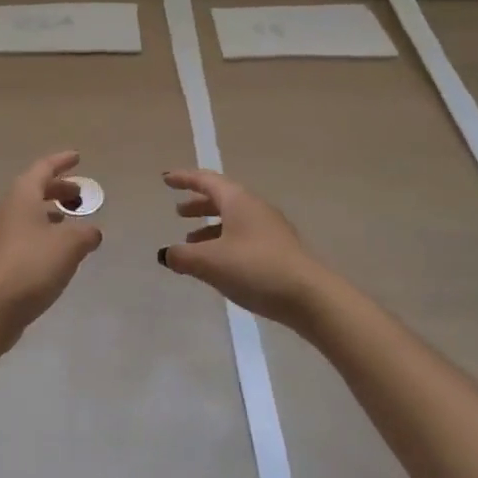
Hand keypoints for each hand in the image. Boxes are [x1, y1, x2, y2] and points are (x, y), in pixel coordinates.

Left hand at [0, 152, 103, 345]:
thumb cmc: (32, 265)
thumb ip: (86, 233)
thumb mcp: (69, 245)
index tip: (77, 157)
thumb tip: (92, 232)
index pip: (43, 168)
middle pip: (34, 189)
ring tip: (70, 220)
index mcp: (21, 195)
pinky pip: (23, 231)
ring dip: (49, 211)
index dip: (61, 162)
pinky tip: (54, 248)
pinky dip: (41, 230)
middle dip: (58, 189)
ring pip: (27, 211)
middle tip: (80, 194)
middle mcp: (6, 207)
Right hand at [157, 169, 317, 323]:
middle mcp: (255, 208)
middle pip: (221, 198)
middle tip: (178, 212)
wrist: (312, 299)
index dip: (184, 179)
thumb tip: (165, 254)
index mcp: (238, 200)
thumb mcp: (210, 262)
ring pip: (233, 220)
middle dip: (198, 204)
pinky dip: (225, 242)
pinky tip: (218, 264)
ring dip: (210, 227)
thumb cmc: (255, 269)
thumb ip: (182, 256)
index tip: (166, 179)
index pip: (205, 180)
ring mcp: (271, 230)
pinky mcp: (280, 251)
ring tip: (192, 243)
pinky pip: (244, 237)